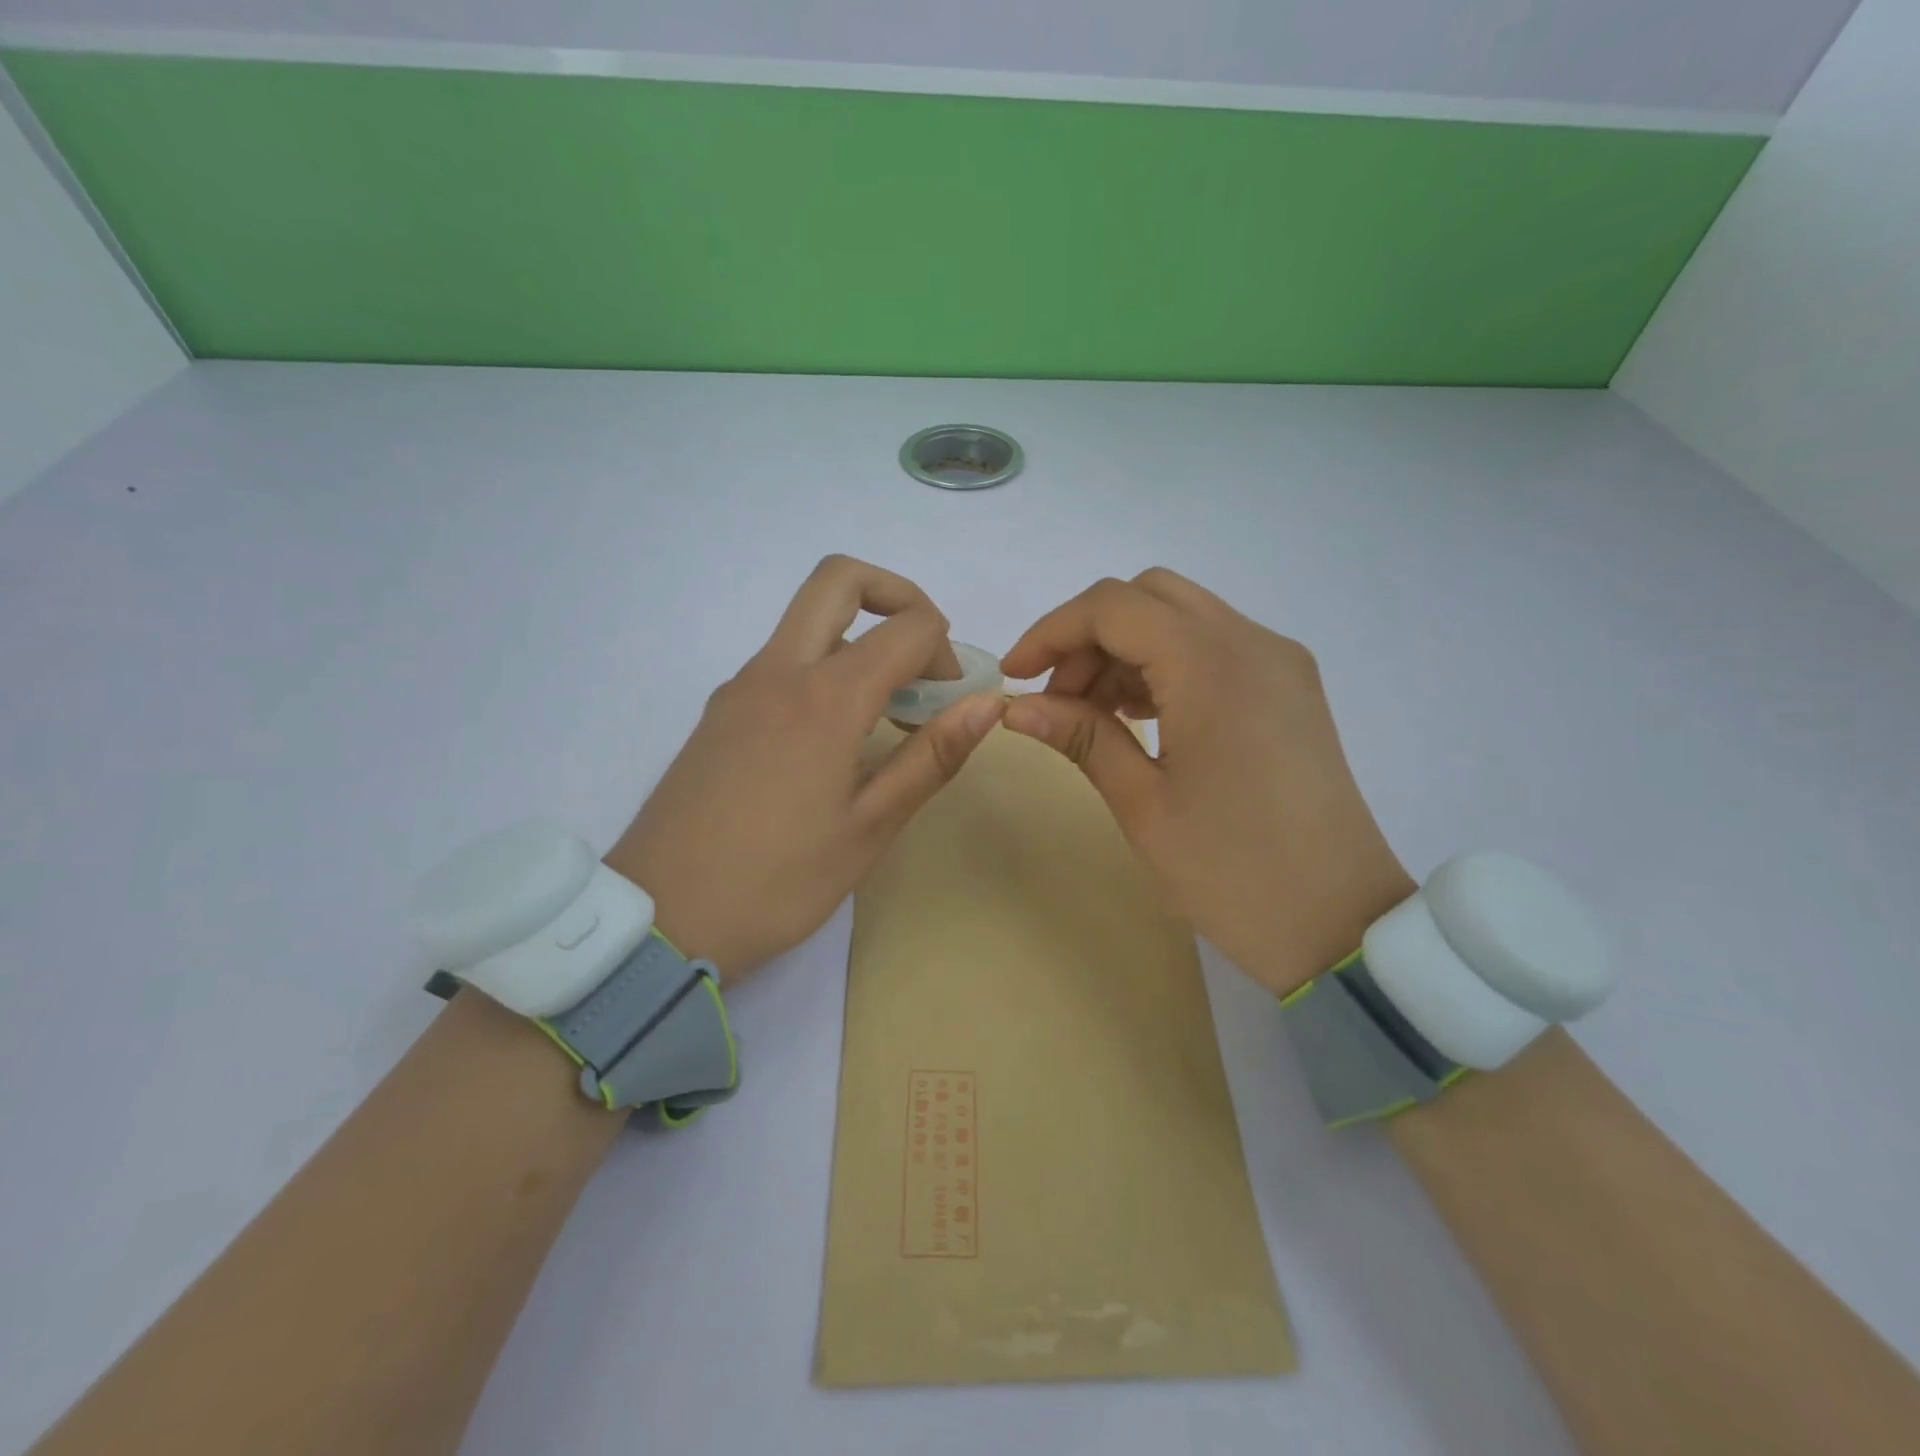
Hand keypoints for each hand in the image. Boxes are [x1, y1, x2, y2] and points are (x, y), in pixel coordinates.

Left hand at [606, 556, 1000, 979]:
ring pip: (808, 622)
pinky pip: (782, 662)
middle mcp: (777, 672)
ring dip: (860, 640)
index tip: (952, 699)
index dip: (945, 650)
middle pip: (839, 579)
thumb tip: (988, 704)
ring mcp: (739, 688)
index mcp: (824, 698)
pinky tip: (834, 742)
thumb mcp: (869, 828)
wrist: (659, 918)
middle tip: (923, 656)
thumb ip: (931, 757)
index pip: (906, 626)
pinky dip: (824, 670)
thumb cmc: (777, 882)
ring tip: (886, 716)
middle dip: (897, 596)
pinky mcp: (719, 713)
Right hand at [1000, 569, 1414, 996]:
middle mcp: (1252, 643)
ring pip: (1182, 618)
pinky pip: (1214, 647)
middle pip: (1148, 596)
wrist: (1341, 924)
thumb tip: (1018, 707)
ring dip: (1126, 649)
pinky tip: (1141, 717)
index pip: (1113, 607)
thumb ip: (1081, 736)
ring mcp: (1278, 662)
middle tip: (1058, 698)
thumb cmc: (1232, 871)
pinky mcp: (1289, 688)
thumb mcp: (1142, 804)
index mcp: (1211, 665)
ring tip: (1093, 715)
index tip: (1015, 677)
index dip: (1052, 632)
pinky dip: (1165, 664)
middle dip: (1088, 635)